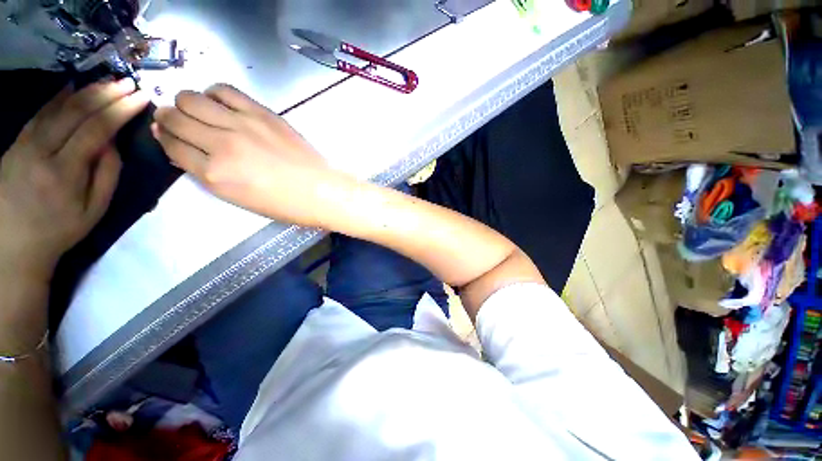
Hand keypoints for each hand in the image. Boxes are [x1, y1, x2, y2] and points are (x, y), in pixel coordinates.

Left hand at [0, 79, 148, 279]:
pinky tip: (71, 86)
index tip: (141, 97)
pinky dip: (58, 97)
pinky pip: (40, 113)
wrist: (13, 243)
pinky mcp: (16, 142)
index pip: (96, 129)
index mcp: (64, 172)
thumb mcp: (93, 210)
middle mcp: (41, 151)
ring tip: (107, 81)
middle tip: (128, 83)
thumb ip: (107, 175)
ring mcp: (25, 144)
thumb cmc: (59, 230)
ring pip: (57, 108)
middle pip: (76, 113)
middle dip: (105, 94)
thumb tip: (113, 143)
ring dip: (85, 91)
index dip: (120, 110)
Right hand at [152, 84, 338, 226]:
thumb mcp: (239, 199)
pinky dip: (214, 93)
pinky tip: (220, 102)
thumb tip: (183, 151)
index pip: (171, 145)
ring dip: (187, 103)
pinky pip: (225, 90)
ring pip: (192, 98)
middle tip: (177, 120)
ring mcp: (242, 124)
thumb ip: (208, 174)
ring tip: (198, 111)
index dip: (165, 138)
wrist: (322, 191)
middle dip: (169, 117)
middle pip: (175, 117)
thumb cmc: (286, 204)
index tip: (167, 134)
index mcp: (214, 174)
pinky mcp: (262, 113)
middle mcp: (221, 144)